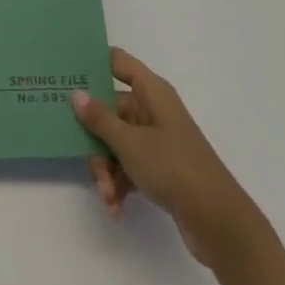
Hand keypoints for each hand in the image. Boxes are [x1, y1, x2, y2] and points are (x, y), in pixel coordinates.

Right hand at [73, 47, 257, 271]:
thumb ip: (100, 118)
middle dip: (95, 137)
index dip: (93, 64)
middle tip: (83, 158)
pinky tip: (115, 207)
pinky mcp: (160, 168)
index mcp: (151, 92)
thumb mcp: (130, 143)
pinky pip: (129, 165)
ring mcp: (157, 139)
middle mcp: (154, 110)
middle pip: (111, 109)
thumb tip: (77, 93)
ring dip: (106, 169)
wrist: (218, 222)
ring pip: (117, 141)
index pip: (118, 62)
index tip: (66, 74)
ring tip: (107, 195)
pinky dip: (119, 184)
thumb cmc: (173, 168)